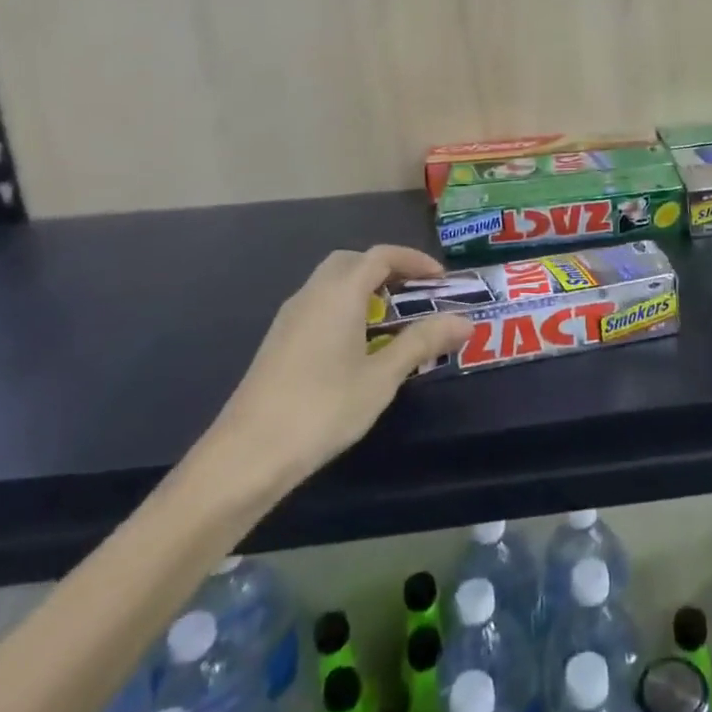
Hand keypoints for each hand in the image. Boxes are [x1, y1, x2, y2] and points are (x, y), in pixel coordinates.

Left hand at [201, 246, 470, 499]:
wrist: (246, 456)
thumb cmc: (322, 409)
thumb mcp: (382, 377)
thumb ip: (422, 342)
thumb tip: (465, 321)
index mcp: (339, 293)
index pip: (381, 255)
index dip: (414, 260)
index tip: (441, 280)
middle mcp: (312, 294)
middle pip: (352, 262)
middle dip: (387, 269)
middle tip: (415, 294)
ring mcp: (289, 318)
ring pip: (332, 284)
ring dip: (364, 289)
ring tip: (392, 321)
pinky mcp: (278, 342)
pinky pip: (318, 306)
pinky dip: (345, 308)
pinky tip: (357, 346)